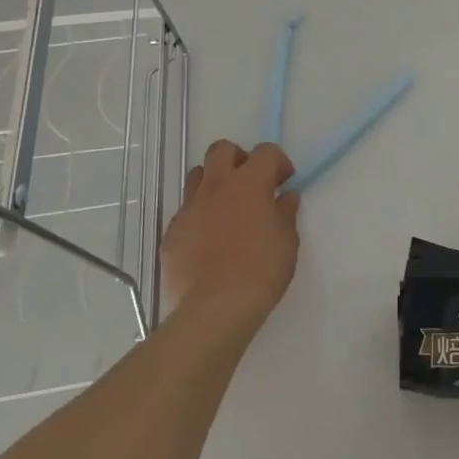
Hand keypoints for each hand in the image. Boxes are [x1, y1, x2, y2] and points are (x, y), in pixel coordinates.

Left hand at [161, 140, 299, 332]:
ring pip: (197, 176)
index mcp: (249, 183)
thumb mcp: (287, 242)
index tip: (283, 182)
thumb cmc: (260, 271)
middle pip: (221, 149)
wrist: (214, 309)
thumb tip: (285, 197)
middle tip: (250, 184)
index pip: (265, 151)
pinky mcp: (171, 233)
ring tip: (226, 208)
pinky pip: (185, 211)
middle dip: (238, 159)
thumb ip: (285, 213)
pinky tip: (208, 241)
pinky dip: (198, 216)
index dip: (278, 162)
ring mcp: (189, 208)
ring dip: (213, 183)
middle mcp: (216, 186)